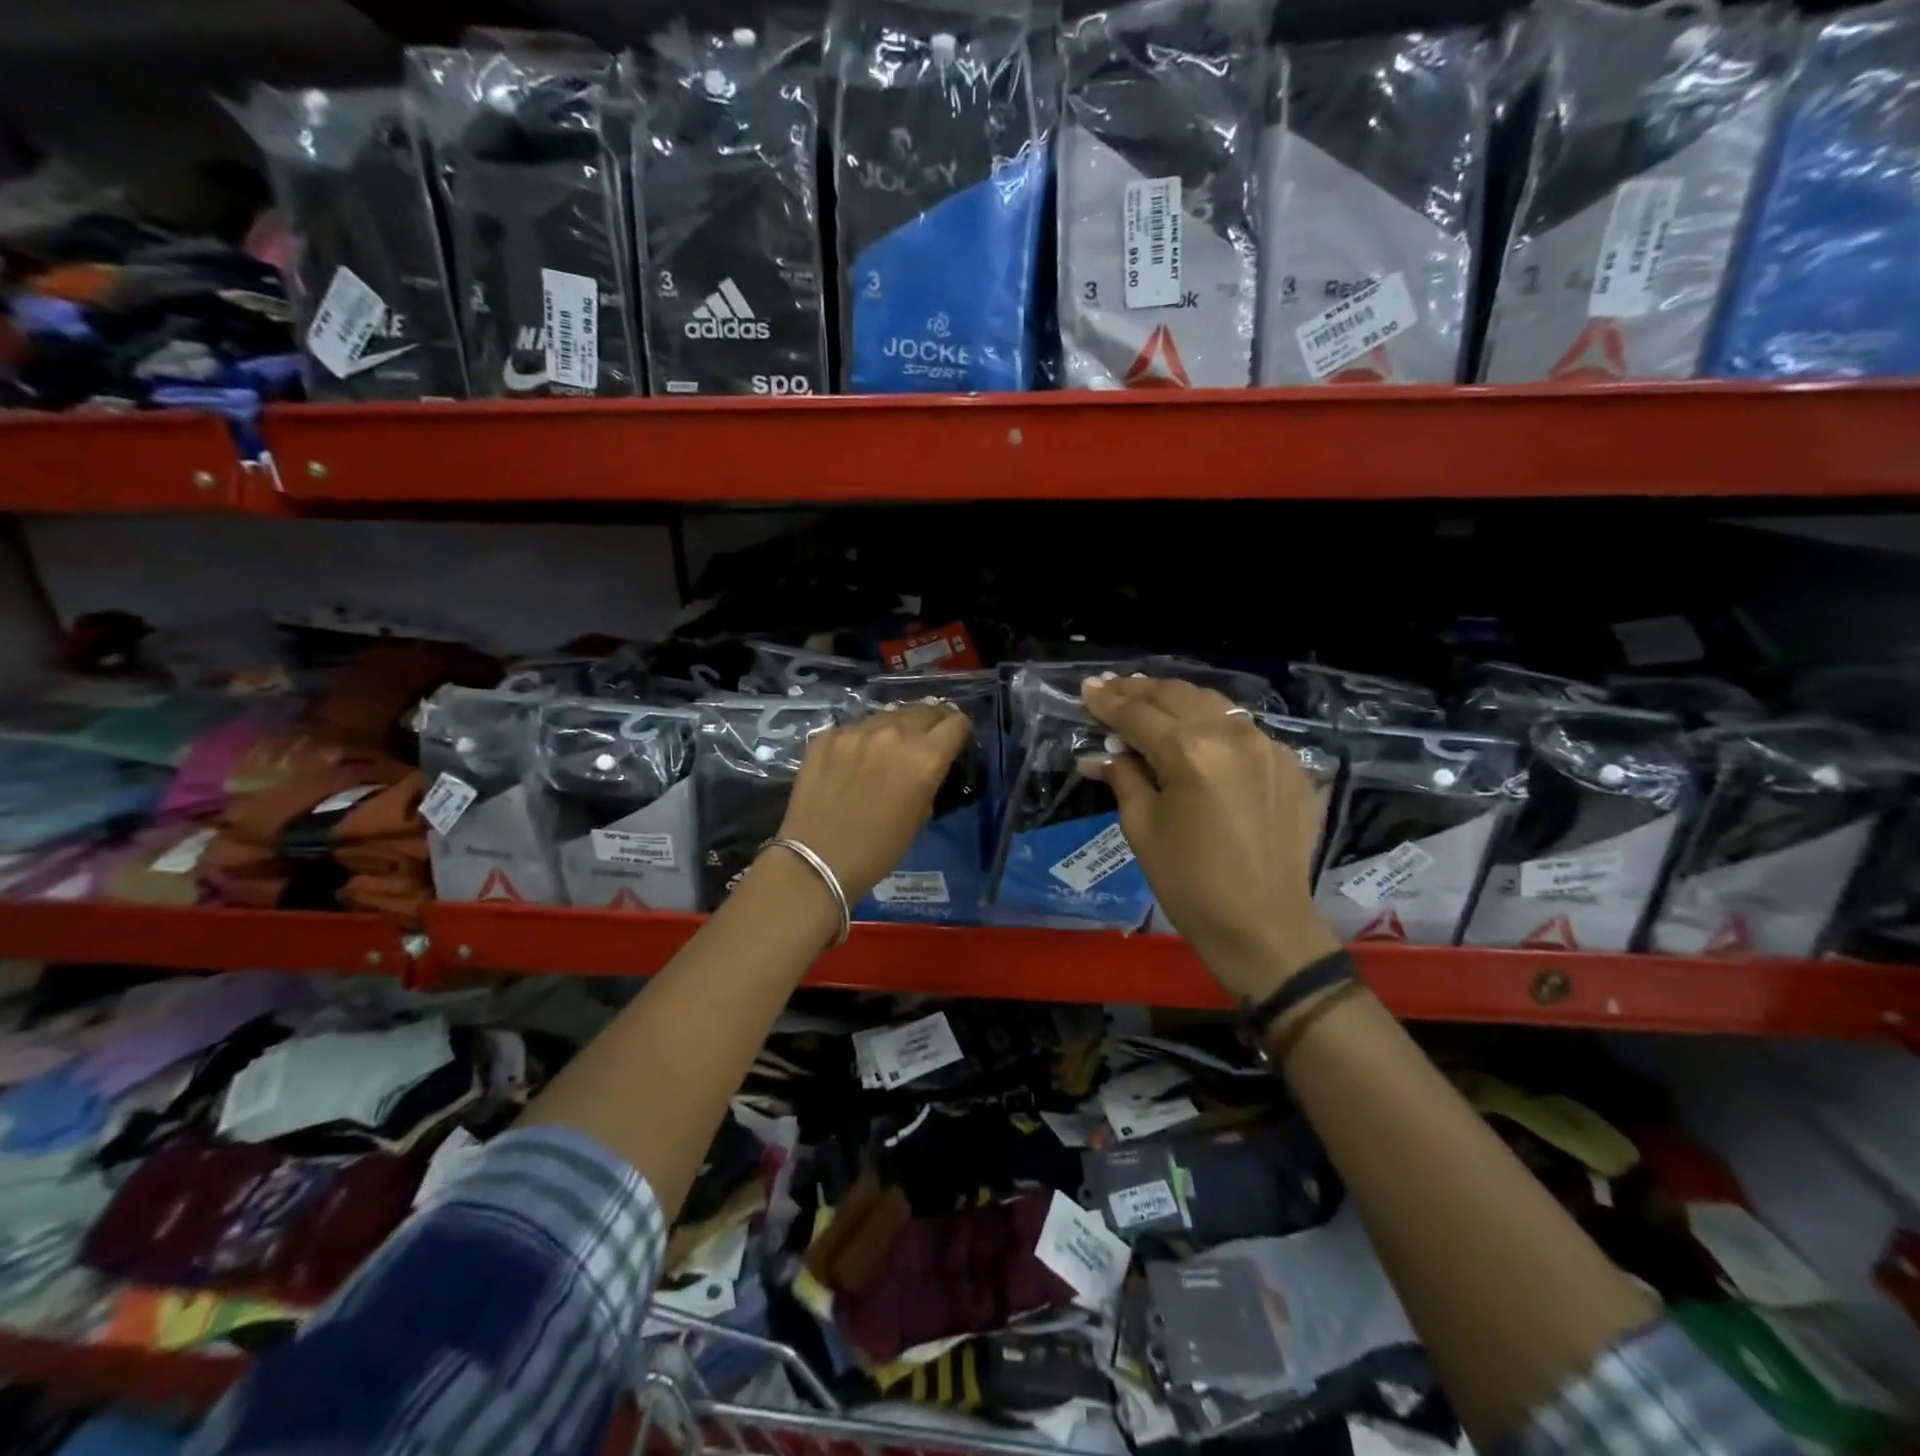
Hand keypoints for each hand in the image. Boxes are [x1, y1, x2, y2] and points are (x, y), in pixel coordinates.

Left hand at [775, 702, 971, 903]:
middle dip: (930, 722)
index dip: (959, 730)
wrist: (818, 858)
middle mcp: (894, 734)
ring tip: (889, 747)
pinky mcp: (828, 735)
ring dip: (896, 727)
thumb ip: (930, 777)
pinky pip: (855, 728)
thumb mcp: (921, 814)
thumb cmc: (880, 848)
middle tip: (925, 739)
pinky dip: (862, 739)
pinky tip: (854, 760)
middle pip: (924, 710)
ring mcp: (857, 731)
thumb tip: (930, 762)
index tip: (954, 740)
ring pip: (888, 715)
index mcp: (925, 757)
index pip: (956, 722)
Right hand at [1081, 676, 1340, 1001]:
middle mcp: (1233, 735)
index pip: (1138, 715)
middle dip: (1139, 690)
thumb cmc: (1189, 883)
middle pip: (1177, 696)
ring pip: (1214, 704)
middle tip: (1112, 686)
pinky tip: (1197, 733)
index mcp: (1191, 751)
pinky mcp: (1290, 765)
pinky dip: (1213, 724)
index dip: (1107, 702)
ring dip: (1176, 699)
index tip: (1087, 687)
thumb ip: (1123, 777)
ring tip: (1148, 698)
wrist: (1263, 926)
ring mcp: (1269, 747)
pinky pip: (1243, 730)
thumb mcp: (1142, 828)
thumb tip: (1097, 755)